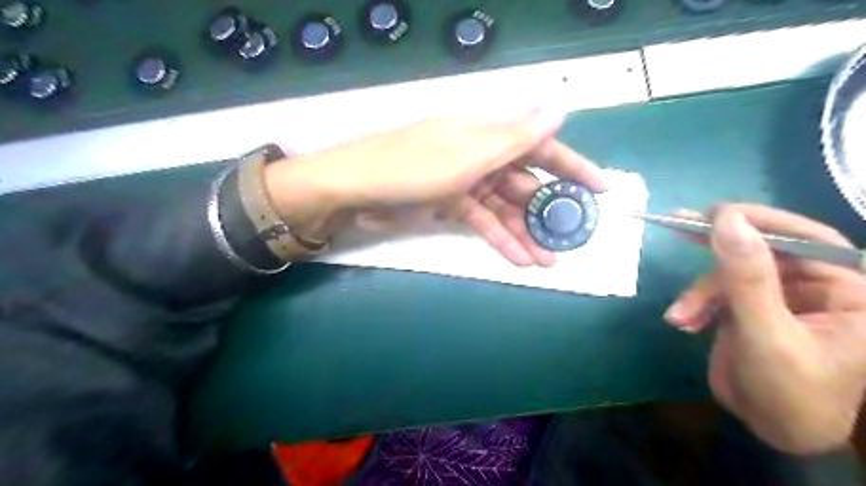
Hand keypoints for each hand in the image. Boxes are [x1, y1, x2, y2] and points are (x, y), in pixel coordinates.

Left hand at [264, 109, 606, 265]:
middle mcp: (478, 154)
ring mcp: (463, 181)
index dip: (571, 166)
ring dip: (525, 232)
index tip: (600, 188)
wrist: (352, 189)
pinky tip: (518, 258)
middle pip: (524, 181)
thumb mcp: (466, 155)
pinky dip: (498, 237)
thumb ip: (514, 137)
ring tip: (549, 260)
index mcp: (485, 134)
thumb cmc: (409, 168)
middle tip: (572, 237)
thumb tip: (559, 106)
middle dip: (548, 210)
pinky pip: (481, 220)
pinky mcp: (448, 203)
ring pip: (504, 207)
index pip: (540, 146)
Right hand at [666, 204, 865, 454]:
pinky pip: (716, 291)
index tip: (715, 214)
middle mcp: (814, 286)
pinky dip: (695, 305)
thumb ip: (747, 277)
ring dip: (698, 293)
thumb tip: (726, 220)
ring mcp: (777, 295)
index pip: (807, 238)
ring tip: (680, 318)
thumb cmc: (788, 390)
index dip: (761, 221)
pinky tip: (683, 323)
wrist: (771, 430)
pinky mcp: (748, 306)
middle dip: (718, 246)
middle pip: (761, 248)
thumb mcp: (765, 333)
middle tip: (678, 224)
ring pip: (729, 272)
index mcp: (846, 289)